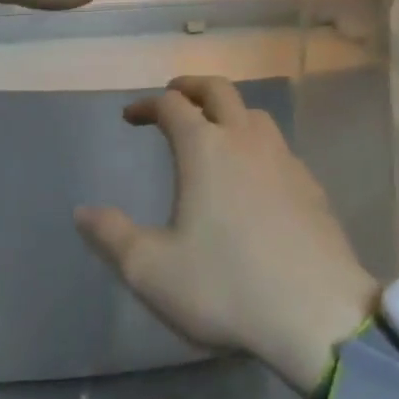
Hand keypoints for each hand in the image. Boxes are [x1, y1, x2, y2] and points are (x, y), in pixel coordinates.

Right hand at [75, 76, 378, 393]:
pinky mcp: (309, 182)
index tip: (131, 116)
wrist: (317, 313)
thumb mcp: (152, 271)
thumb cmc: (227, 287)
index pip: (171, 105)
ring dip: (228, 110)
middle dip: (191, 86)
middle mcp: (244, 138)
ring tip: (215, 129)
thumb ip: (112, 237)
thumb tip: (82, 212)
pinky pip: (277, 145)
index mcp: (204, 147)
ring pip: (253, 113)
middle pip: (217, 89)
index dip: (147, 104)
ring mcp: (282, 157)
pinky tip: (256, 173)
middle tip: (175, 95)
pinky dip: (256, 142)